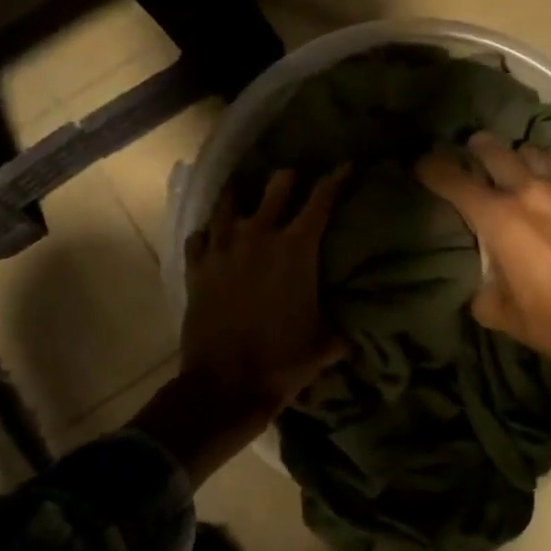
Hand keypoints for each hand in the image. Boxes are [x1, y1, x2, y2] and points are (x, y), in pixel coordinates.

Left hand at [180, 167, 348, 418]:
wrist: (226, 385)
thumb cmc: (282, 362)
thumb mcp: (325, 344)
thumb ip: (341, 327)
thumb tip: (354, 329)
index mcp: (296, 248)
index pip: (321, 199)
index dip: (337, 178)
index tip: (345, 165)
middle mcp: (258, 236)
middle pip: (275, 186)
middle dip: (288, 178)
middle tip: (293, 178)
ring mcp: (222, 248)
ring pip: (228, 201)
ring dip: (241, 195)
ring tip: (244, 194)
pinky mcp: (196, 267)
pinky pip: (199, 235)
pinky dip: (209, 232)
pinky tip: (213, 237)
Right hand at [416, 132, 550, 383]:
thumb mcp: (496, 310)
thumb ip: (481, 279)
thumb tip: (485, 269)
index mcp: (498, 218)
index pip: (454, 180)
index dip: (432, 168)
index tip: (423, 164)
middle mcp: (531, 192)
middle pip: (495, 150)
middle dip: (477, 148)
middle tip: (472, 151)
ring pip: (536, 156)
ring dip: (521, 161)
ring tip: (520, 174)